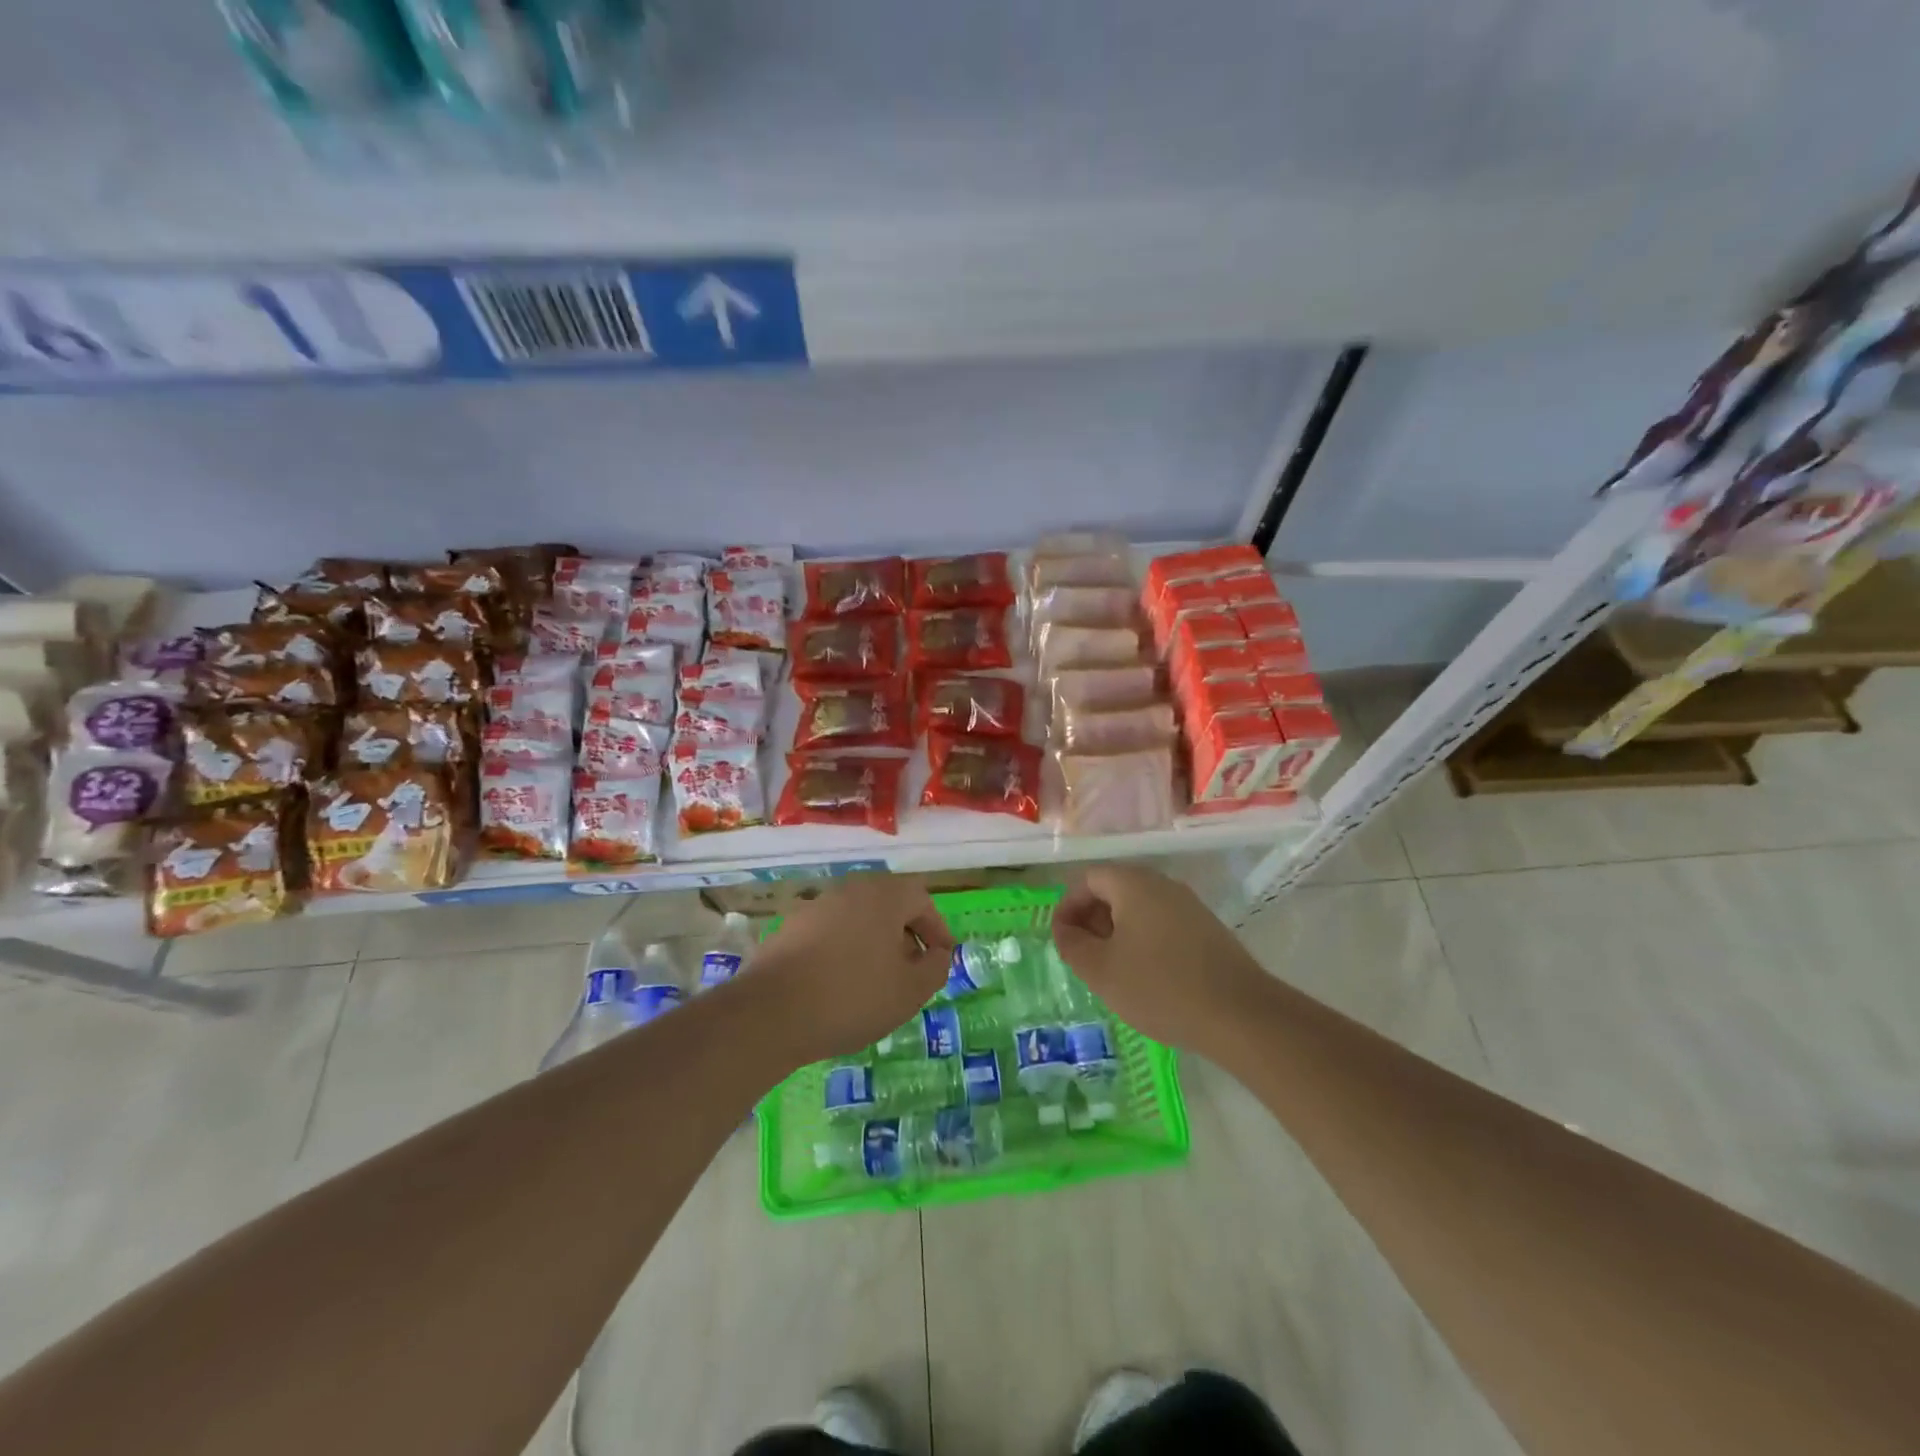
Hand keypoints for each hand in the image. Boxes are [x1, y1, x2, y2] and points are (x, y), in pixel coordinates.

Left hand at [747, 874, 954, 1063]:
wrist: (770, 1013)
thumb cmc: (852, 997)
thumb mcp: (910, 991)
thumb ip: (935, 967)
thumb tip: (936, 954)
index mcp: (883, 895)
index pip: (921, 899)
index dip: (936, 928)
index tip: (941, 958)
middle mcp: (850, 889)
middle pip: (888, 904)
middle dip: (905, 934)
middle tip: (912, 968)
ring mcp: (816, 906)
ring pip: (858, 917)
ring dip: (874, 942)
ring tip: (877, 981)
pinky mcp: (790, 927)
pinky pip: (831, 932)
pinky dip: (844, 950)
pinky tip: (840, 985)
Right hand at [1052, 865, 1267, 1054]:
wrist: (1240, 1014)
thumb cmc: (1160, 987)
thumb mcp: (1101, 970)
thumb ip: (1072, 945)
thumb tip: (1063, 929)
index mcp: (1134, 884)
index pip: (1089, 879)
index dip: (1068, 906)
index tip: (1060, 939)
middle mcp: (1162, 884)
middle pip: (1115, 889)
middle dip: (1091, 919)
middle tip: (1082, 955)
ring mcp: (1189, 906)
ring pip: (1139, 908)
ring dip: (1117, 932)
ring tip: (1110, 969)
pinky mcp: (1207, 929)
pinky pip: (1162, 923)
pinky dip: (1143, 940)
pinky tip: (1144, 975)